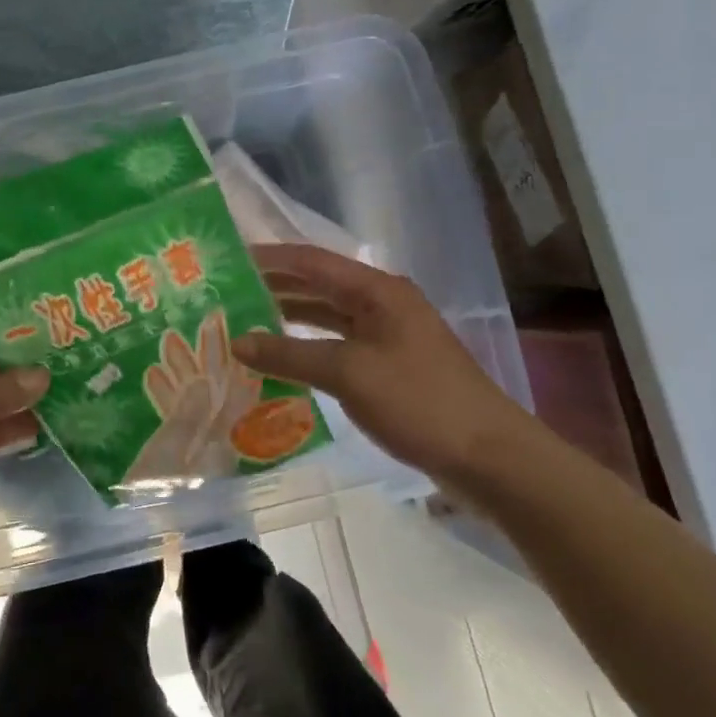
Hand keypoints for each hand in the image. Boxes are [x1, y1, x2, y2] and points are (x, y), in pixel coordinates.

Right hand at [232, 243, 536, 487]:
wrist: (489, 457)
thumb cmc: (419, 402)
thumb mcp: (348, 374)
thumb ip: (289, 355)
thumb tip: (237, 341)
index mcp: (378, 291)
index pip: (312, 261)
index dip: (270, 258)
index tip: (228, 260)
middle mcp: (382, 304)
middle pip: (319, 285)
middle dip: (274, 287)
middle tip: (227, 293)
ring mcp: (388, 335)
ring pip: (328, 316)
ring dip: (289, 318)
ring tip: (243, 322)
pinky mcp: (390, 366)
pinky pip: (338, 344)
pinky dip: (307, 347)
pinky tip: (281, 359)